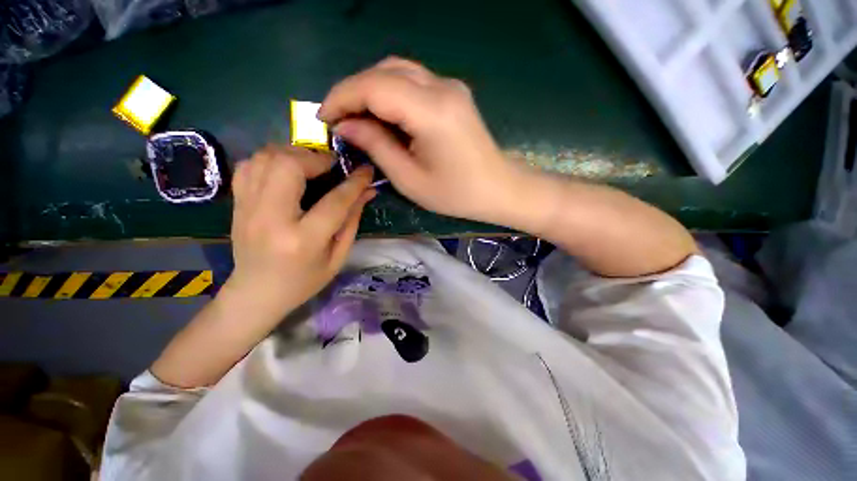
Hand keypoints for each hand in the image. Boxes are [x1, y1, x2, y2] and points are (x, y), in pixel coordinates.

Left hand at [226, 145, 375, 318]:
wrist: (256, 293)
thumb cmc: (304, 281)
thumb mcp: (337, 256)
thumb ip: (352, 221)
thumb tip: (367, 191)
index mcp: (303, 240)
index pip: (334, 201)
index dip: (354, 183)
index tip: (366, 170)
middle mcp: (271, 219)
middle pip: (288, 166)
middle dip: (315, 158)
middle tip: (331, 166)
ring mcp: (248, 208)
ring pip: (265, 158)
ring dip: (293, 154)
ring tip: (310, 165)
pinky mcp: (237, 204)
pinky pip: (249, 165)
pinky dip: (270, 160)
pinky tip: (285, 171)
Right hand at [318, 57, 519, 223]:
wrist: (498, 189)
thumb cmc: (456, 194)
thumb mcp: (410, 179)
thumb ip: (377, 146)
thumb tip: (347, 125)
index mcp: (432, 112)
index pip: (374, 86)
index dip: (342, 97)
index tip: (324, 118)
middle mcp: (442, 87)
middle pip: (384, 71)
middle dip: (354, 92)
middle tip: (340, 120)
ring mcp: (450, 87)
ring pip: (398, 71)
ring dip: (371, 90)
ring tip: (358, 119)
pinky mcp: (453, 93)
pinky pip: (413, 82)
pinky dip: (390, 94)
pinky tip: (384, 116)